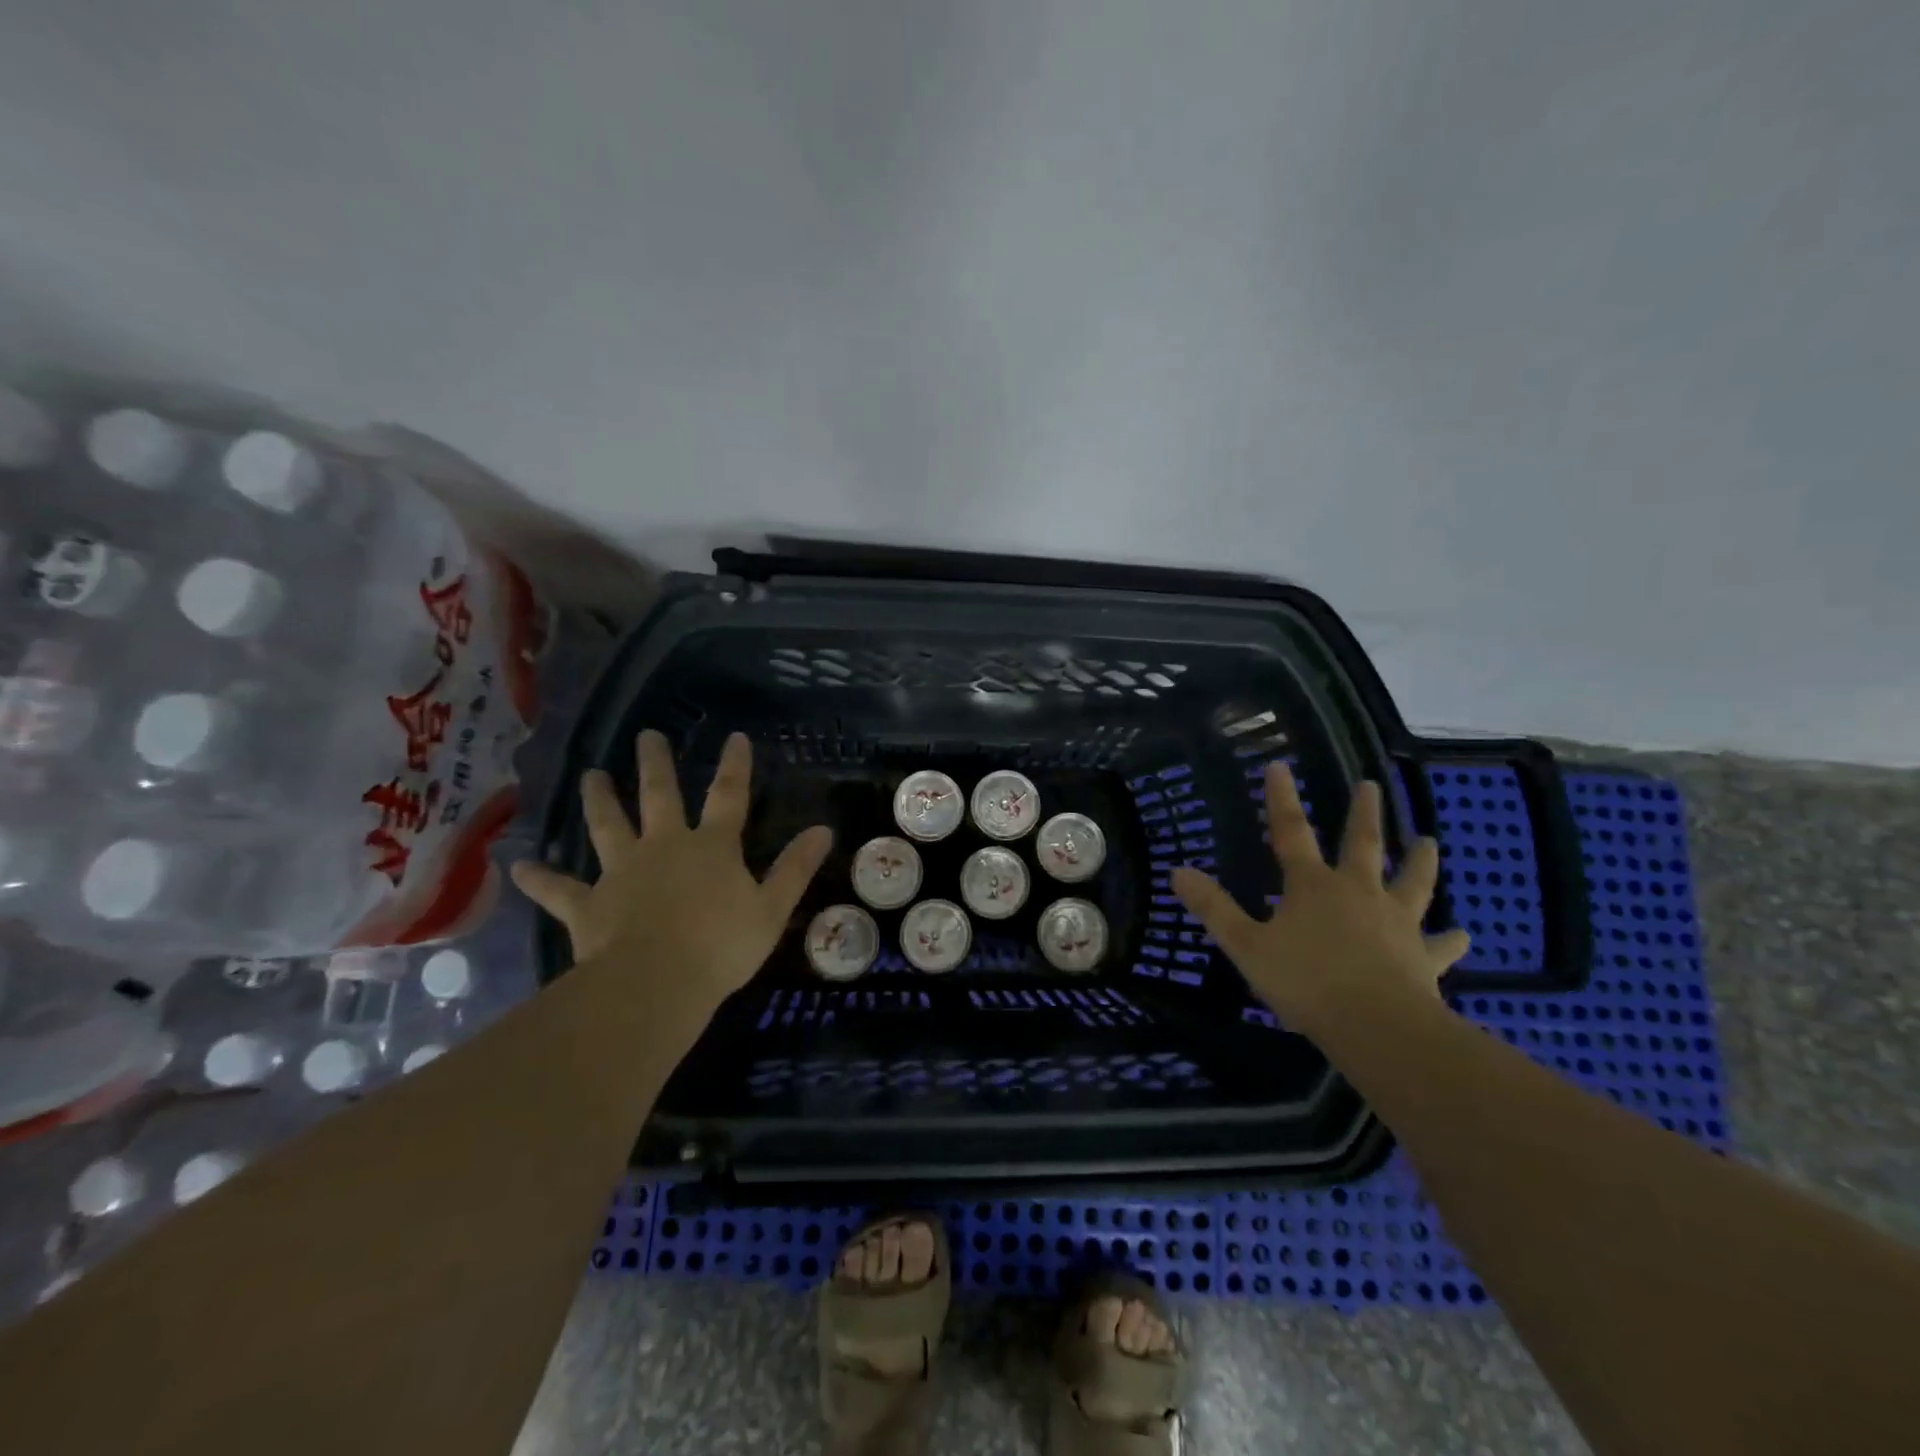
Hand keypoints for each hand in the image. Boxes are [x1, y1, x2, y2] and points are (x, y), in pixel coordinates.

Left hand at [511, 730, 832, 1017]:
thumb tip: (823, 829)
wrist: (656, 985)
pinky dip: (540, 879)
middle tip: (647, 736)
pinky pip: (560, 889)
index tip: (734, 737)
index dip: (734, 766)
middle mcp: (664, 847)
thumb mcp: (772, 909)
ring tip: (591, 775)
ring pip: (607, 826)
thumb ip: (795, 868)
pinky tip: (519, 867)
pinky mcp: (588, 904)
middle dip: (656, 764)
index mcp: (711, 847)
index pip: (728, 796)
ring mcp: (622, 872)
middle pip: (659, 797)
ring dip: (600, 800)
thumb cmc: (721, 946)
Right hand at [1171, 764, 1468, 1034]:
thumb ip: (1214, 908)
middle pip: (1362, 845)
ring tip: (1429, 841)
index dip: (1281, 799)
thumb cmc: (1305, 982)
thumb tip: (1178, 871)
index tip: (1279, 766)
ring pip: (1411, 883)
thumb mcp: (1246, 945)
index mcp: (1313, 887)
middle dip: (1364, 813)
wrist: (1376, 1027)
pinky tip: (1463, 935)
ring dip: (1419, 861)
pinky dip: (1449, 939)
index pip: (1291, 833)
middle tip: (1371, 785)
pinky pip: (1439, 945)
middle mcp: (1358, 893)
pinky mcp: (1423, 958)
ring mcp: (1396, 923)